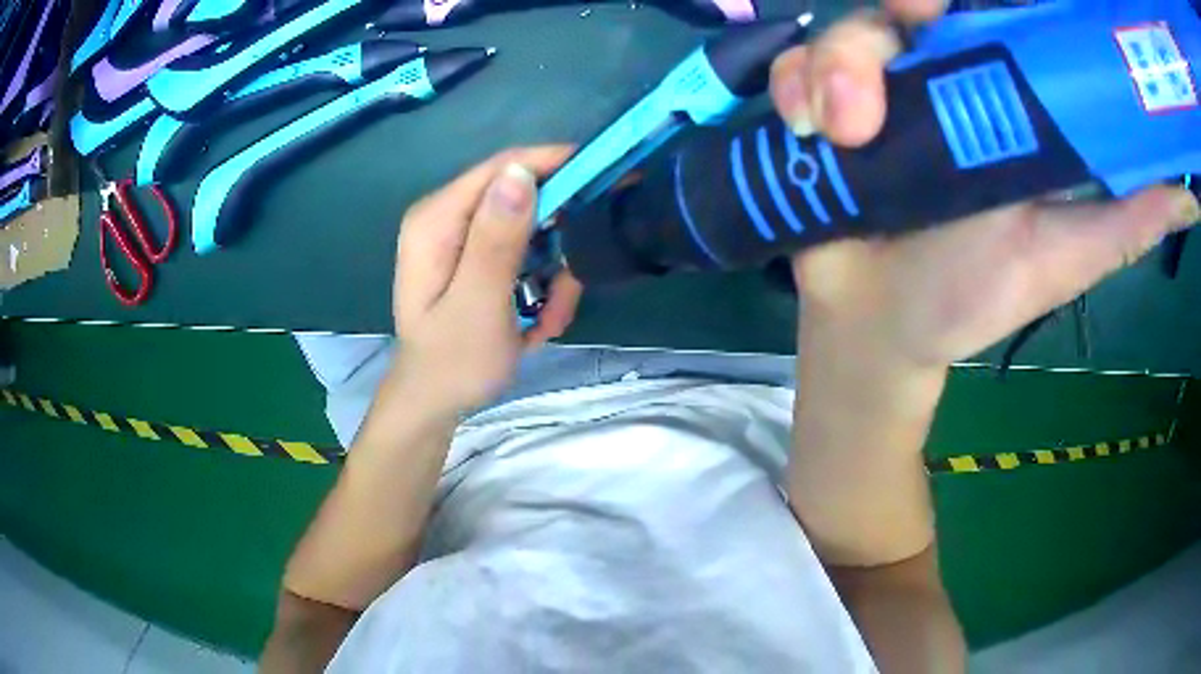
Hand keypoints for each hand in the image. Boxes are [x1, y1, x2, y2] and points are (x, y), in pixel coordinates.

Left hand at [392, 147, 582, 412]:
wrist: (433, 403)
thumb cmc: (453, 362)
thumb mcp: (478, 305)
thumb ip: (497, 240)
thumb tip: (520, 173)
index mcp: (437, 219)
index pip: (503, 169)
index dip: (557, 164)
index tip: (608, 174)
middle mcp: (447, 218)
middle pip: (521, 198)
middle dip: (557, 241)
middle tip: (568, 290)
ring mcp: (461, 238)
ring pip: (531, 230)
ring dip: (552, 274)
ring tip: (548, 320)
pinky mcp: (476, 257)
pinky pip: (524, 253)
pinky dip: (541, 285)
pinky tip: (535, 323)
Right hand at [769, 4, 1199, 369]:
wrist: (879, 325)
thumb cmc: (975, 294)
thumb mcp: (1067, 254)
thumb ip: (1129, 218)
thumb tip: (1191, 200)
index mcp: (1005, 98)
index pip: (1002, 14)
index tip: (972, 0)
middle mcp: (942, 76)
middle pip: (915, 2)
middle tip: (916, 12)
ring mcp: (878, 86)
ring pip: (851, 29)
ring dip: (841, 64)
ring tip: (842, 130)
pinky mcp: (820, 104)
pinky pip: (799, 67)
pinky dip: (797, 86)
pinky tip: (808, 130)